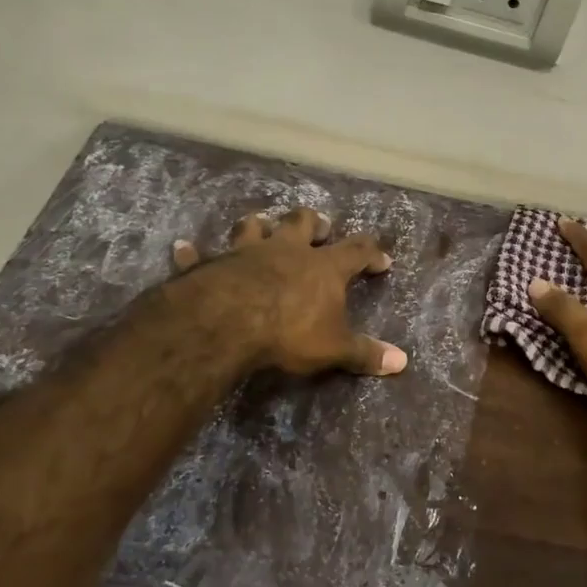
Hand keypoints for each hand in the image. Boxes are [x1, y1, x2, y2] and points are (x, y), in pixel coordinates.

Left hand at [171, 208, 407, 377]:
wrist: (230, 321)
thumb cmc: (290, 332)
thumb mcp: (334, 348)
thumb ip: (365, 353)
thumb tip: (403, 362)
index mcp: (322, 267)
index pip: (356, 251)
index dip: (371, 253)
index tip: (382, 259)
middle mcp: (286, 251)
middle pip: (303, 224)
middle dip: (314, 223)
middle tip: (321, 226)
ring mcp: (246, 253)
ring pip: (253, 227)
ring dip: (258, 226)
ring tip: (260, 223)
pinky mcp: (211, 265)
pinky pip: (198, 255)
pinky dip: (191, 253)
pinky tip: (183, 248)